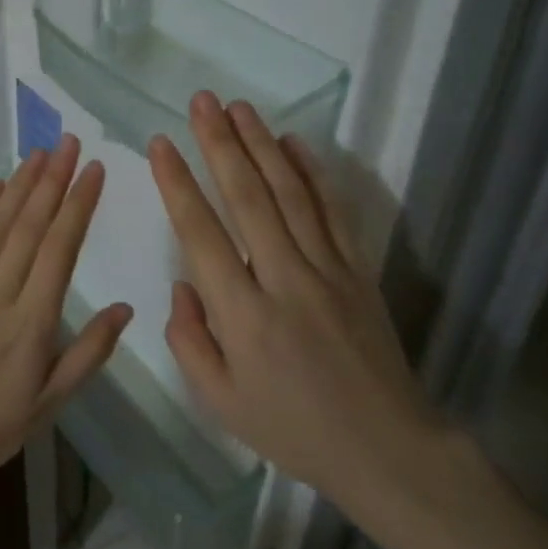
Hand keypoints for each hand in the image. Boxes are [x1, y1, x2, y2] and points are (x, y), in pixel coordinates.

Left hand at [0, 133, 131, 494]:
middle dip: (53, 180)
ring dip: (19, 185)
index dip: (78, 205)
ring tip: (40, 153)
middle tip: (71, 143)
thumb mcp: (50, 403)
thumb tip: (124, 308)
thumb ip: (88, 353)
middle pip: (29, 226)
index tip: (94, 171)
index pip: (60, 249)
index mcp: (32, 323)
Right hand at [148, 93, 446, 519]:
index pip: (201, 234)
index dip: (178, 184)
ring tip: (238, 107)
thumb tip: (183, 285)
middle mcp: (284, 280)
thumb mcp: (221, 403)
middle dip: (220, 144)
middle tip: (201, 101)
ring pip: (290, 192)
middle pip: (247, 198)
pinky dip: (312, 172)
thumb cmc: (293, 429)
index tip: (161, 144)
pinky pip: (332, 210)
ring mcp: (328, 270)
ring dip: (262, 144)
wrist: (385, 447)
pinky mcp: (358, 269)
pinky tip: (294, 143)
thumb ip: (190, 341)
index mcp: (243, 316)